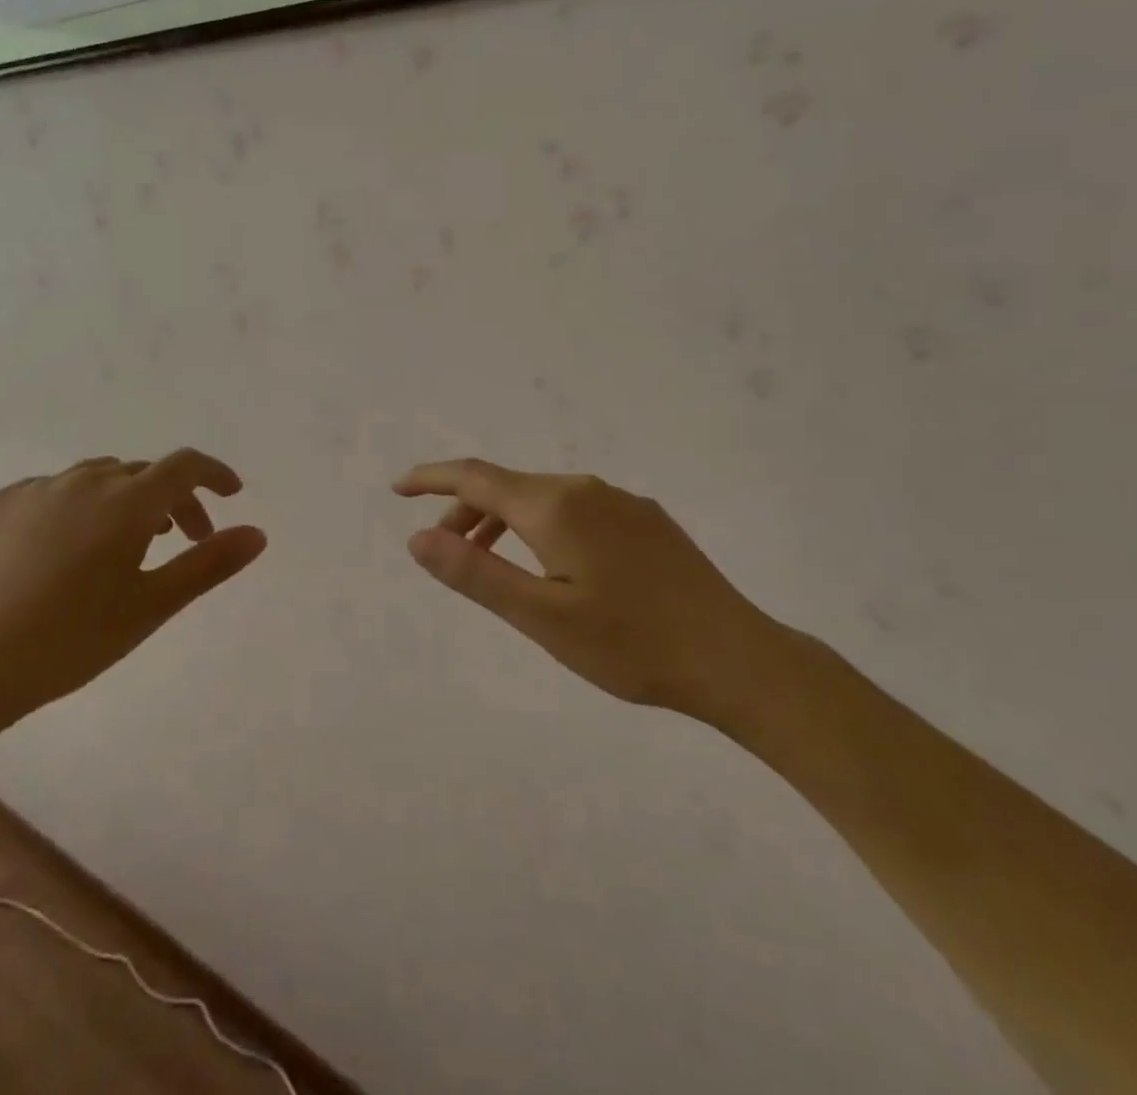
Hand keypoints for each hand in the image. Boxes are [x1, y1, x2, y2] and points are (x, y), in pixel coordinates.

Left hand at [0, 451, 266, 725]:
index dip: (213, 474)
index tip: (231, 494)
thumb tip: (258, 533)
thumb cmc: (70, 640)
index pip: (183, 466)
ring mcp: (36, 489)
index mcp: (126, 501)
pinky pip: (54, 491)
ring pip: (98, 479)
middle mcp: (83, 481)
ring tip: (125, 543)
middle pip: (143, 474)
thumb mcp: (151, 606)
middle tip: (181, 540)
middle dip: (172, 499)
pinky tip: (66, 549)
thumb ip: (208, 564)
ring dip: (125, 500)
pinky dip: (77, 507)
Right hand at [394, 459, 790, 727]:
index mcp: (554, 507)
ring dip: (504, 522)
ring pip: (543, 499)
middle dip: (466, 512)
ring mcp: (621, 501)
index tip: (400, 488)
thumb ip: (475, 574)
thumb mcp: (541, 617)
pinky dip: (542, 527)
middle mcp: (585, 489)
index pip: (476, 477)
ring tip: (493, 566)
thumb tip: (418, 537)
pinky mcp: (646, 521)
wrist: (736, 658)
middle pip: (508, 488)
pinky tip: (555, 566)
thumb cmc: (630, 644)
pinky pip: (576, 510)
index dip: (433, 478)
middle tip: (445, 555)